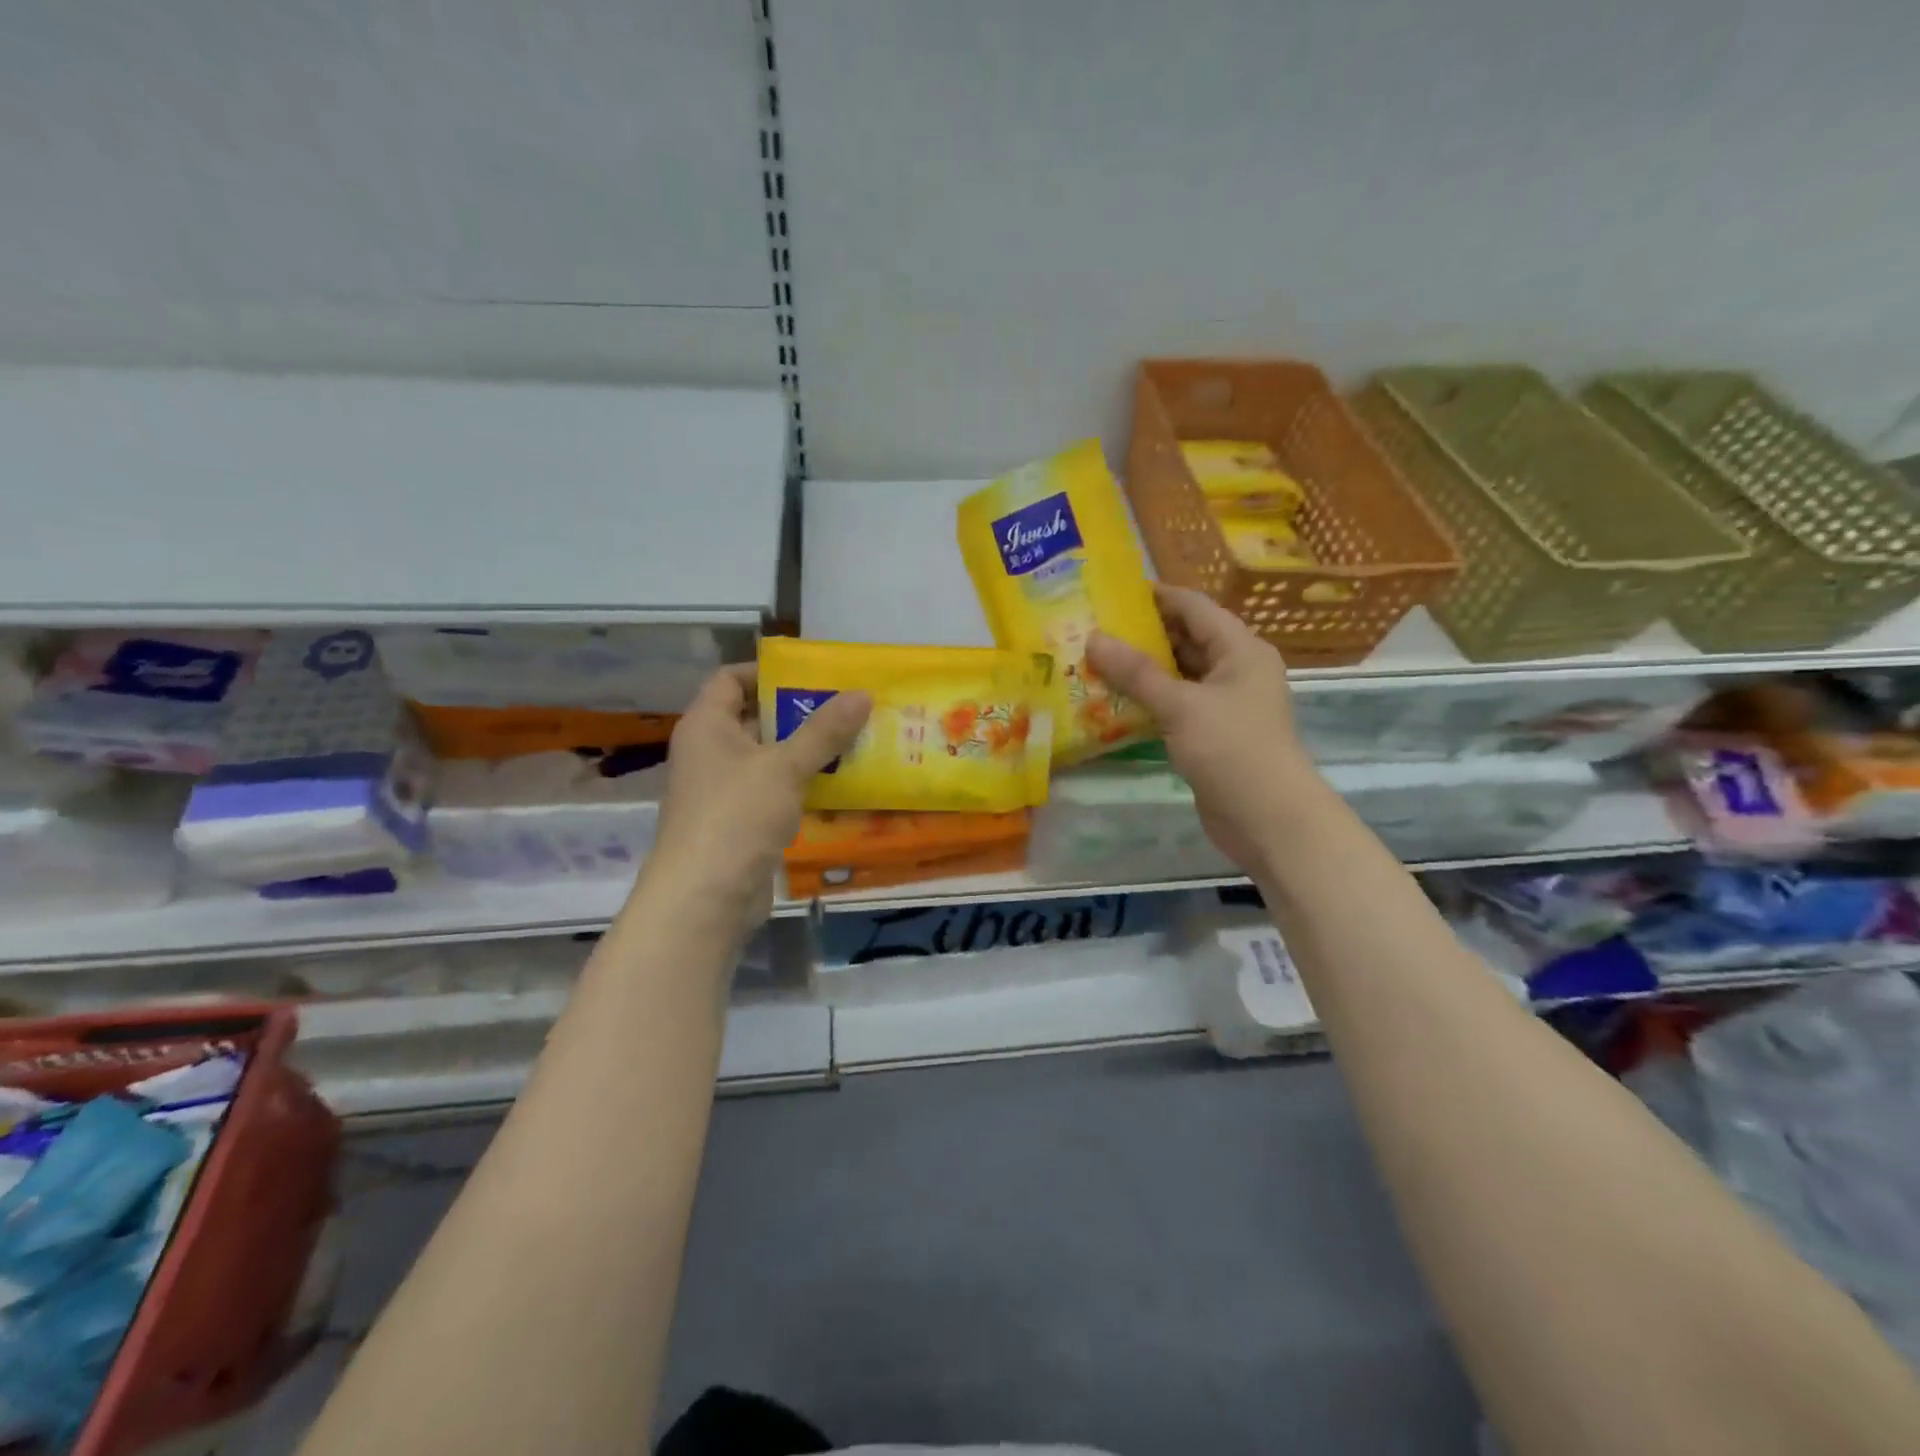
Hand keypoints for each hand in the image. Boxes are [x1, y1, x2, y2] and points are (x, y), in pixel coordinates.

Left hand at [636, 665, 870, 936]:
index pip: (730, 678)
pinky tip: (840, 785)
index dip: (767, 671)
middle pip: (755, 717)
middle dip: (799, 712)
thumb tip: (863, 693)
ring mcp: (723, 790)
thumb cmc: (736, 817)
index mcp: (706, 725)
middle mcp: (710, 752)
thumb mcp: (784, 767)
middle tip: (846, 706)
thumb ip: (824, 731)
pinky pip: (774, 791)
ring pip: (769, 758)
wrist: (705, 899)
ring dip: (807, 751)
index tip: (812, 674)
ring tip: (854, 741)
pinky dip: (803, 785)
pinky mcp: (740, 822)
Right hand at [1086, 584, 1320, 871]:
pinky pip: (1176, 704)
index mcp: (1241, 649)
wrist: (1268, 818)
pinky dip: (1149, 700)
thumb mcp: (1181, 705)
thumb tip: (1094, 638)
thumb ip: (1136, 672)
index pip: (1194, 607)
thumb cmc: (1232, 749)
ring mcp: (1224, 703)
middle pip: (1186, 638)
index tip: (1110, 593)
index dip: (1155, 596)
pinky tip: (1113, 700)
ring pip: (1179, 674)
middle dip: (1142, 634)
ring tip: (1095, 660)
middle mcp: (1236, 669)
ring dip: (1142, 669)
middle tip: (1094, 628)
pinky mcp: (1212, 733)